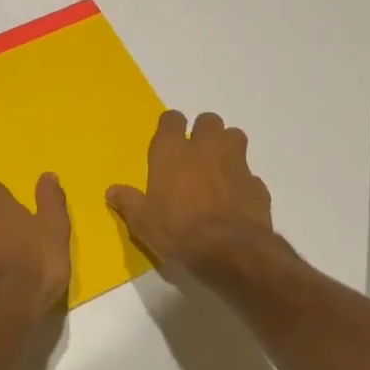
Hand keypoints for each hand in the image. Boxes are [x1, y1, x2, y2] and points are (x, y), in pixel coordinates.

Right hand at [108, 110, 273, 269]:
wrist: (228, 250)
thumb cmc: (177, 230)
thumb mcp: (142, 221)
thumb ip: (128, 202)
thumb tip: (112, 191)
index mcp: (172, 151)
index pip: (171, 119)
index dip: (171, 126)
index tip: (168, 138)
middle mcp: (205, 148)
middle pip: (208, 121)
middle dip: (203, 131)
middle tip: (196, 152)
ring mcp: (235, 163)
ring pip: (235, 136)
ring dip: (227, 146)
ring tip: (219, 167)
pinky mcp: (257, 184)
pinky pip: (250, 173)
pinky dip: (243, 181)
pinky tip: (236, 198)